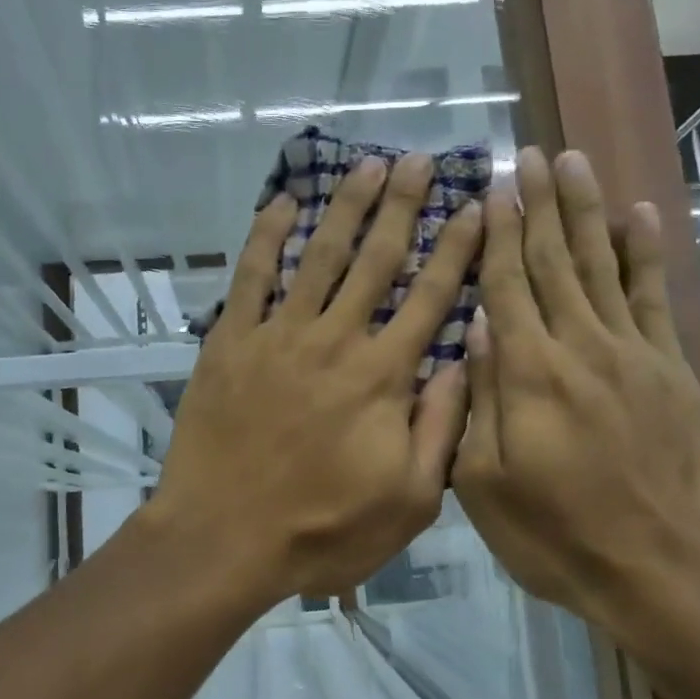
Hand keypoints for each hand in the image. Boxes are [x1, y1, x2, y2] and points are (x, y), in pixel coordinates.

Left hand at [150, 153, 484, 602]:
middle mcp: (336, 340)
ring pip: (320, 256)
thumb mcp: (408, 502)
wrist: (223, 538)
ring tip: (368, 164)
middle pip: (377, 260)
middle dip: (404, 206)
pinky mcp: (230, 342)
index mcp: (383, 377)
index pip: (432, 297)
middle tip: (422, 160)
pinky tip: (282, 204)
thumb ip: (440, 428)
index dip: (457, 248)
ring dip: (346, 207)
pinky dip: (266, 237)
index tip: (476, 206)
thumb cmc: (321, 531)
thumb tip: (466, 362)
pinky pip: (251, 277)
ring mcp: (279, 336)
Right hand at [452, 147, 699, 657]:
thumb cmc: (555, 534)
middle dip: (539, 204)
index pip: (508, 285)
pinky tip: (641, 216)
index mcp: (530, 374)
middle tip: (530, 153)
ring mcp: (632, 354)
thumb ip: (480, 399)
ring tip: (574, 162)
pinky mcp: (670, 370)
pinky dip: (647, 254)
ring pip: (603, 266)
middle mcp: (581, 347)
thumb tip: (477, 326)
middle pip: (555, 261)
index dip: (498, 232)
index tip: (493, 186)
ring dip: (586, 211)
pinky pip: (654, 299)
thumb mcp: (487, 483)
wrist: (658, 570)